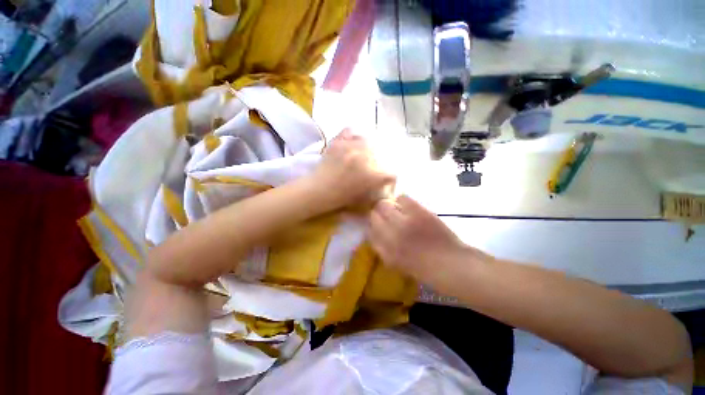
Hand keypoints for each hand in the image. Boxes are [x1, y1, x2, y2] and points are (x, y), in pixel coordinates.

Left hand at [311, 129, 394, 208]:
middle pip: (380, 155)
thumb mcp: (363, 197)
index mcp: (372, 174)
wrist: (318, 190)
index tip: (385, 180)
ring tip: (359, 156)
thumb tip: (384, 180)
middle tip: (368, 168)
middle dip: (376, 163)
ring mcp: (351, 147)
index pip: (392, 173)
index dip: (390, 178)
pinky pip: (350, 131)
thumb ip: (376, 187)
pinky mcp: (338, 142)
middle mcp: (365, 157)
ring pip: (367, 141)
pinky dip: (352, 137)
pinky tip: (350, 144)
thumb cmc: (341, 197)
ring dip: (366, 149)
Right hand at [368, 195, 488, 278]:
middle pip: (374, 214)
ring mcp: (404, 222)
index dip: (373, 224)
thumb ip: (382, 248)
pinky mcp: (419, 212)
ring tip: (397, 209)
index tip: (378, 223)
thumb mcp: (396, 264)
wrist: (453, 265)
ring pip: (385, 204)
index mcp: (385, 250)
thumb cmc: (425, 269)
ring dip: (388, 205)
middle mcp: (391, 235)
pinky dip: (402, 200)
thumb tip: (373, 232)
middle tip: (386, 214)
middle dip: (378, 213)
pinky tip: (407, 206)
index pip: (369, 230)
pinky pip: (402, 198)